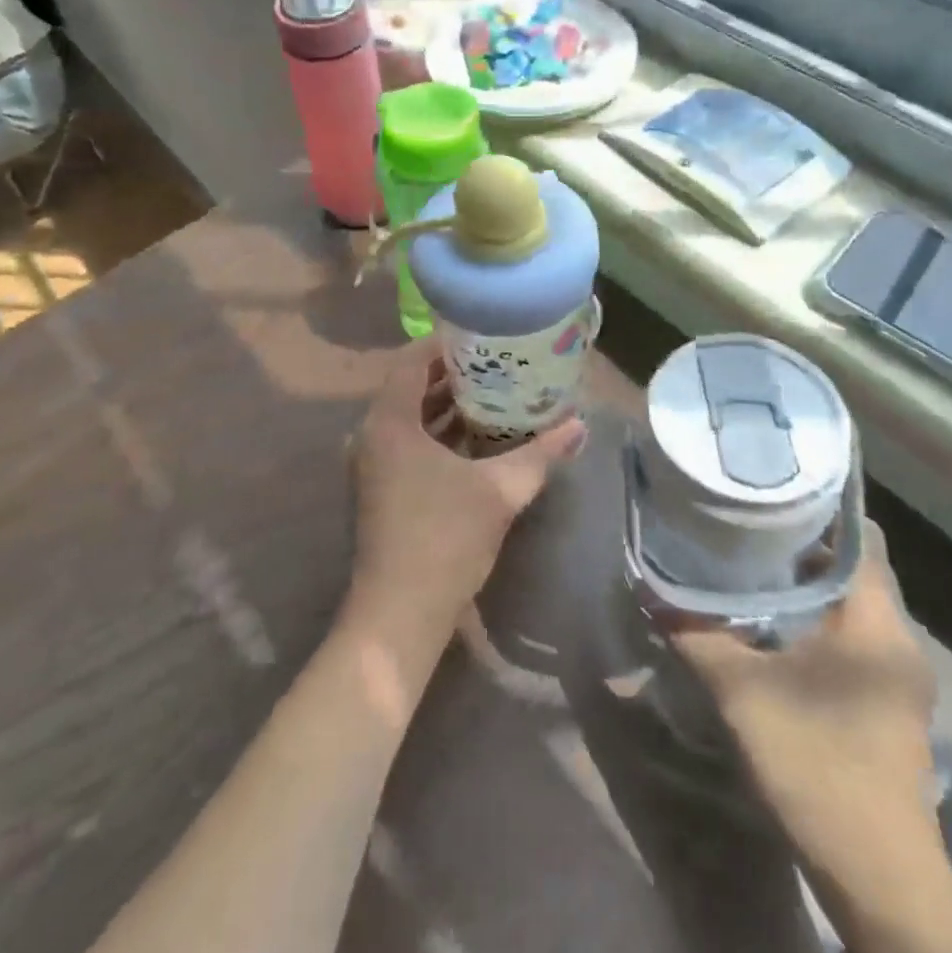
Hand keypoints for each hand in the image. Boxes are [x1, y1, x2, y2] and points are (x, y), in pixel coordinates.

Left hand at [345, 341, 586, 657]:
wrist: (399, 614)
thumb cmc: (444, 538)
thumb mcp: (500, 490)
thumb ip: (539, 454)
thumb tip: (580, 426)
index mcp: (389, 421)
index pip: (413, 360)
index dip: (447, 344)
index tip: (484, 337)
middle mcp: (372, 434)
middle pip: (411, 387)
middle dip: (453, 375)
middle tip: (498, 364)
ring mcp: (372, 464)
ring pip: (410, 418)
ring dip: (446, 407)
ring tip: (494, 395)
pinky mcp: (379, 489)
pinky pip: (408, 444)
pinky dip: (437, 435)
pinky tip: (476, 440)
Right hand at [675, 523, 938, 875]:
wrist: (879, 879)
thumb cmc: (815, 764)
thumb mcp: (740, 693)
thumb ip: (694, 634)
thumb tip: (649, 590)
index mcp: (876, 622)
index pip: (862, 534)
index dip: (820, 505)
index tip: (769, 487)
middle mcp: (898, 639)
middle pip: (855, 565)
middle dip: (803, 542)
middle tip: (746, 522)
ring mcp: (898, 676)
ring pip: (853, 603)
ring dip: (808, 582)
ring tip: (751, 563)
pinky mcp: (889, 703)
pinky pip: (854, 635)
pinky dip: (817, 617)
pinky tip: (773, 623)